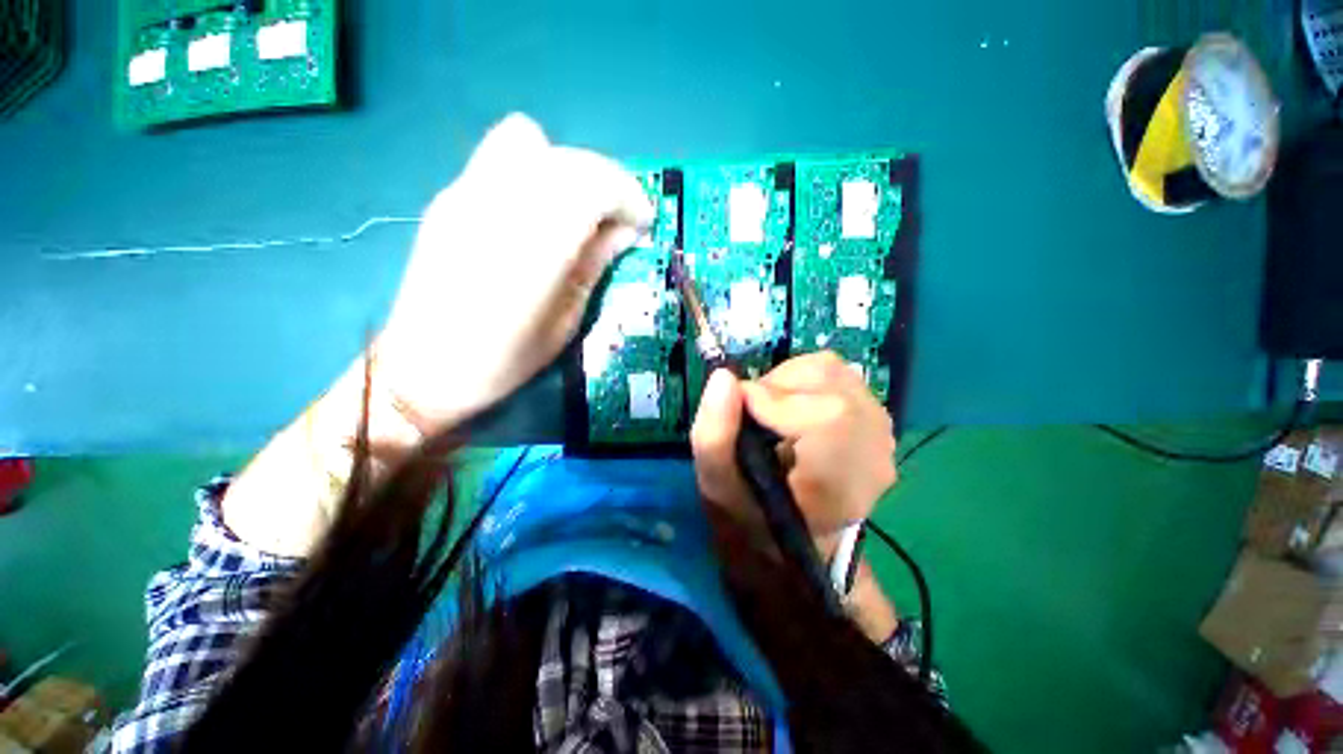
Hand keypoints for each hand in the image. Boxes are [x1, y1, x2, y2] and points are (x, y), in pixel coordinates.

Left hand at [377, 114, 653, 430]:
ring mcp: (465, 194)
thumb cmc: (503, 360)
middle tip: (619, 220)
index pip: (593, 185)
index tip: (643, 223)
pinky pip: (502, 156)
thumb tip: (625, 232)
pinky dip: (537, 170)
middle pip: (567, 160)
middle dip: (607, 182)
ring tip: (580, 209)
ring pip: (531, 141)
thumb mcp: (564, 323)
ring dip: (570, 170)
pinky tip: (540, 211)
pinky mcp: (448, 196)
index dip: (628, 197)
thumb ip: (593, 267)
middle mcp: (497, 206)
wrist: (423, 367)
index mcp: (533, 249)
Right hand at [690, 351, 897, 555]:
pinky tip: (794, 411)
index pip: (826, 416)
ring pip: (832, 370)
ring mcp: (882, 434)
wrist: (793, 529)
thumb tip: (724, 376)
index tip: (742, 410)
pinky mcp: (878, 418)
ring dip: (789, 381)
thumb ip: (712, 436)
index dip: (773, 399)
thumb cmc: (754, 512)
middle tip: (754, 414)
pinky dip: (805, 382)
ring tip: (772, 412)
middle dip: (776, 386)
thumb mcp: (718, 485)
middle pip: (828, 381)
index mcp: (837, 487)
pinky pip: (839, 376)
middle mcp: (874, 455)